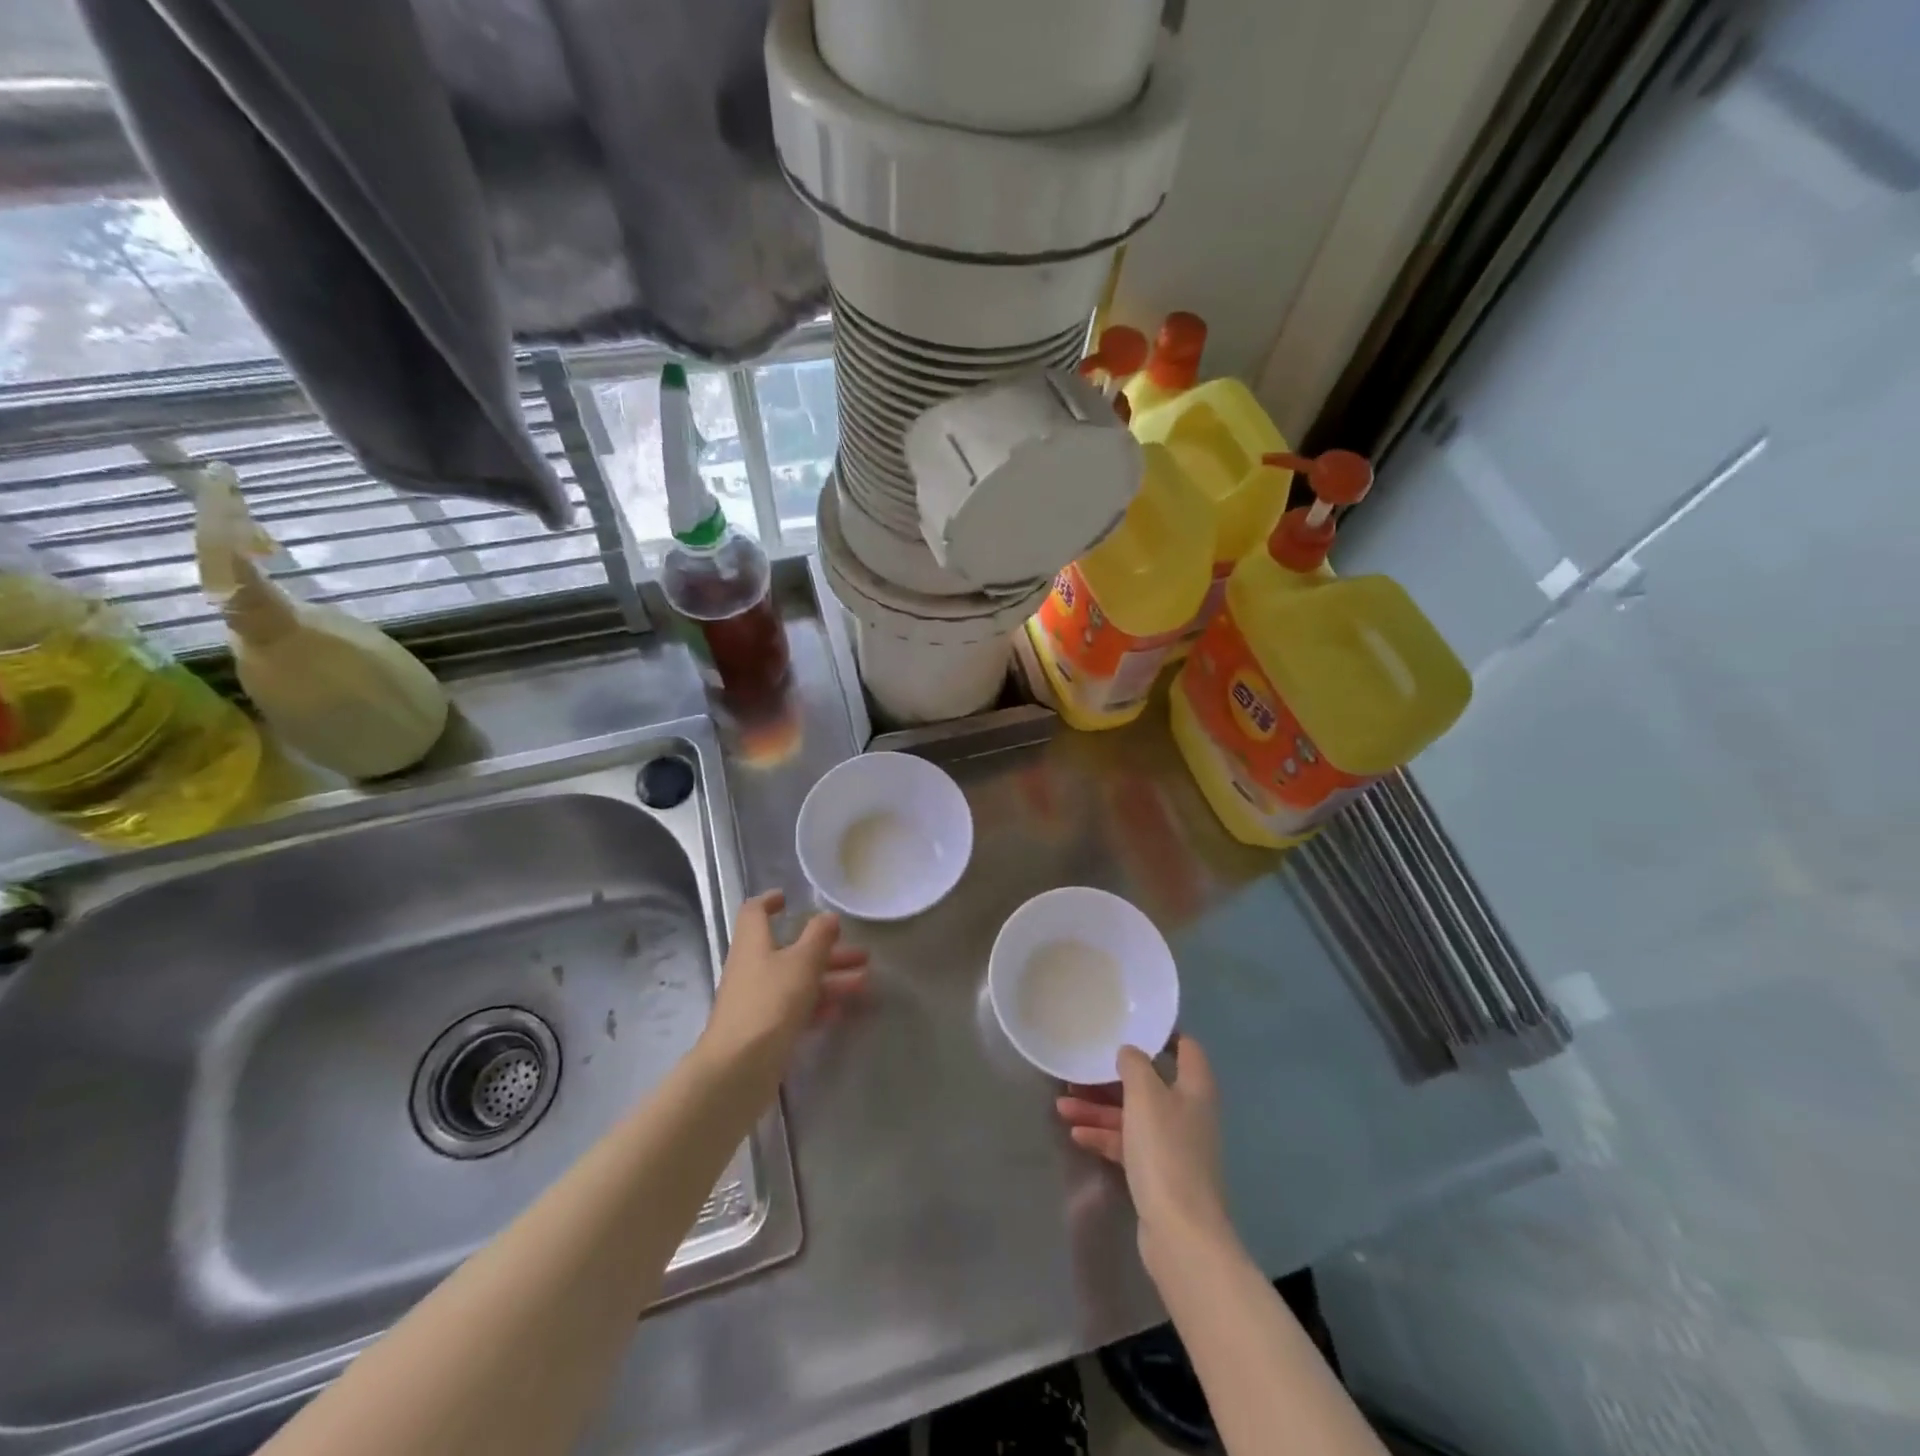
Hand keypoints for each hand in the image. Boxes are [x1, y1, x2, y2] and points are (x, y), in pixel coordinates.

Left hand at [699, 890, 867, 1087]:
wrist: (737, 1070)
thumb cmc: (769, 1004)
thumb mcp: (801, 963)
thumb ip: (818, 937)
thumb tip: (827, 916)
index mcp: (753, 944)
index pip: (755, 912)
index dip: (770, 901)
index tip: (789, 898)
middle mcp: (752, 968)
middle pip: (789, 950)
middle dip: (826, 950)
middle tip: (860, 954)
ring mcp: (757, 1000)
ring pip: (797, 981)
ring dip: (830, 979)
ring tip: (865, 984)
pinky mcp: (764, 1030)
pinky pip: (795, 1009)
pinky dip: (818, 1005)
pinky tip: (841, 1011)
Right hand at [1057, 1036, 1233, 1269]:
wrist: (1180, 1232)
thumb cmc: (1165, 1151)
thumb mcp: (1145, 1095)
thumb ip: (1135, 1064)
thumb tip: (1130, 1052)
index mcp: (1194, 1088)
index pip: (1186, 1048)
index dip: (1163, 1034)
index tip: (1132, 1025)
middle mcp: (1187, 1113)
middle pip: (1149, 1084)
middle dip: (1112, 1077)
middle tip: (1080, 1068)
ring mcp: (1173, 1146)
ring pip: (1133, 1116)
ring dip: (1099, 1109)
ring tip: (1062, 1104)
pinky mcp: (1158, 1174)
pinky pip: (1127, 1144)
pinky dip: (1104, 1137)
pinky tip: (1076, 1134)